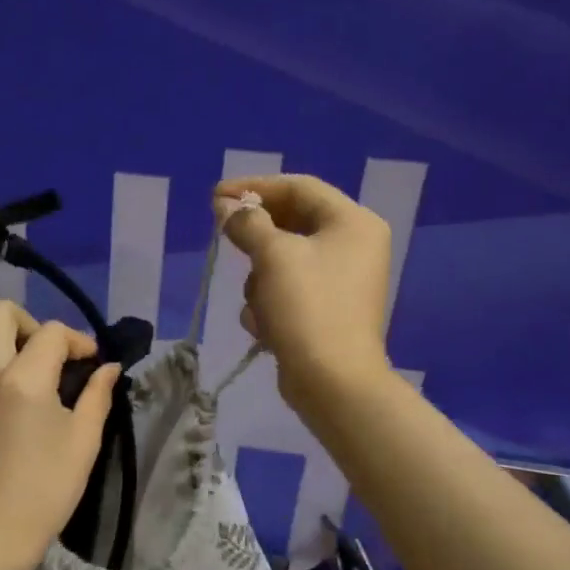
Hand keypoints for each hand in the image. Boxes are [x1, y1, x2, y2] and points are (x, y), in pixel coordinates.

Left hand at [0, 300, 120, 569]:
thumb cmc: (45, 490)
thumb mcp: (83, 441)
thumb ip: (97, 395)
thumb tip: (107, 368)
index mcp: (22, 379)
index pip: (51, 331)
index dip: (78, 340)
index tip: (91, 363)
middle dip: (30, 323)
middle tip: (52, 357)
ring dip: (15, 356)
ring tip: (40, 397)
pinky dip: (0, 385)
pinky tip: (15, 425)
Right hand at [215, 174, 393, 407]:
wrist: (332, 382)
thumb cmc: (308, 307)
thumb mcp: (273, 256)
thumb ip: (247, 222)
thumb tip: (224, 205)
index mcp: (353, 222)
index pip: (299, 187)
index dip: (254, 187)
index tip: (216, 196)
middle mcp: (353, 246)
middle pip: (292, 223)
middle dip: (256, 238)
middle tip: (223, 237)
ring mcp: (341, 281)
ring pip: (284, 260)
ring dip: (260, 279)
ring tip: (258, 302)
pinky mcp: (327, 311)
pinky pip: (289, 290)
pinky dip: (271, 304)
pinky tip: (265, 325)